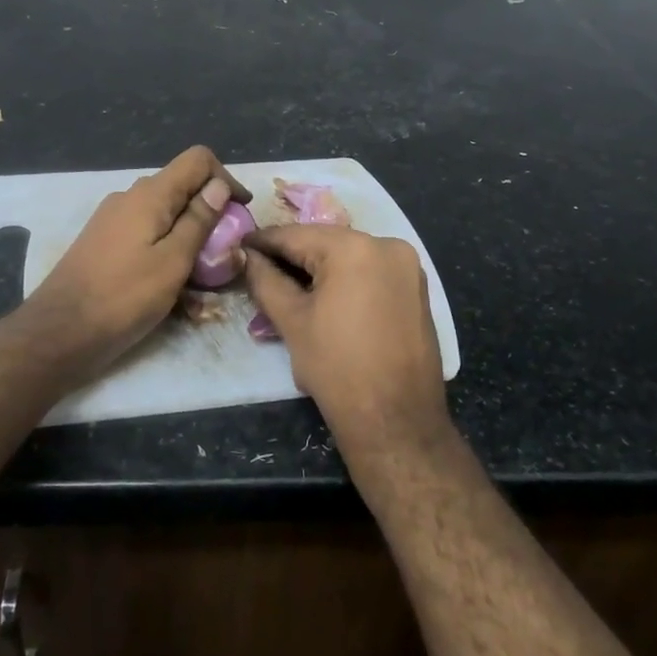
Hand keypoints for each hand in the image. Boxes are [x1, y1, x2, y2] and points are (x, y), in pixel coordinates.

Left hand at [20, 146, 249, 381]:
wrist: (59, 332)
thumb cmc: (123, 297)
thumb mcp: (173, 261)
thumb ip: (198, 221)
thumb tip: (219, 186)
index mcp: (149, 195)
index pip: (197, 159)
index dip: (226, 178)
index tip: (241, 213)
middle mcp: (130, 197)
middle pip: (181, 188)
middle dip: (210, 213)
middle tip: (227, 251)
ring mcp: (113, 220)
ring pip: (164, 216)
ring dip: (190, 237)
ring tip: (204, 277)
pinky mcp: (104, 243)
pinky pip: (146, 236)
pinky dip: (167, 251)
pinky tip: (173, 286)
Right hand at [243, 225, 449, 459]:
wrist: (396, 420)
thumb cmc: (337, 369)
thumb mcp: (292, 321)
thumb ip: (266, 280)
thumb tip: (247, 257)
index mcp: (354, 248)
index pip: (296, 235)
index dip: (263, 242)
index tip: (239, 245)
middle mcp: (387, 245)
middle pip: (325, 242)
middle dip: (292, 254)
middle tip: (259, 267)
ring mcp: (408, 266)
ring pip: (350, 256)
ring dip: (319, 266)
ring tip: (288, 283)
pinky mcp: (417, 288)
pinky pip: (372, 271)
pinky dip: (346, 278)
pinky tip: (324, 296)